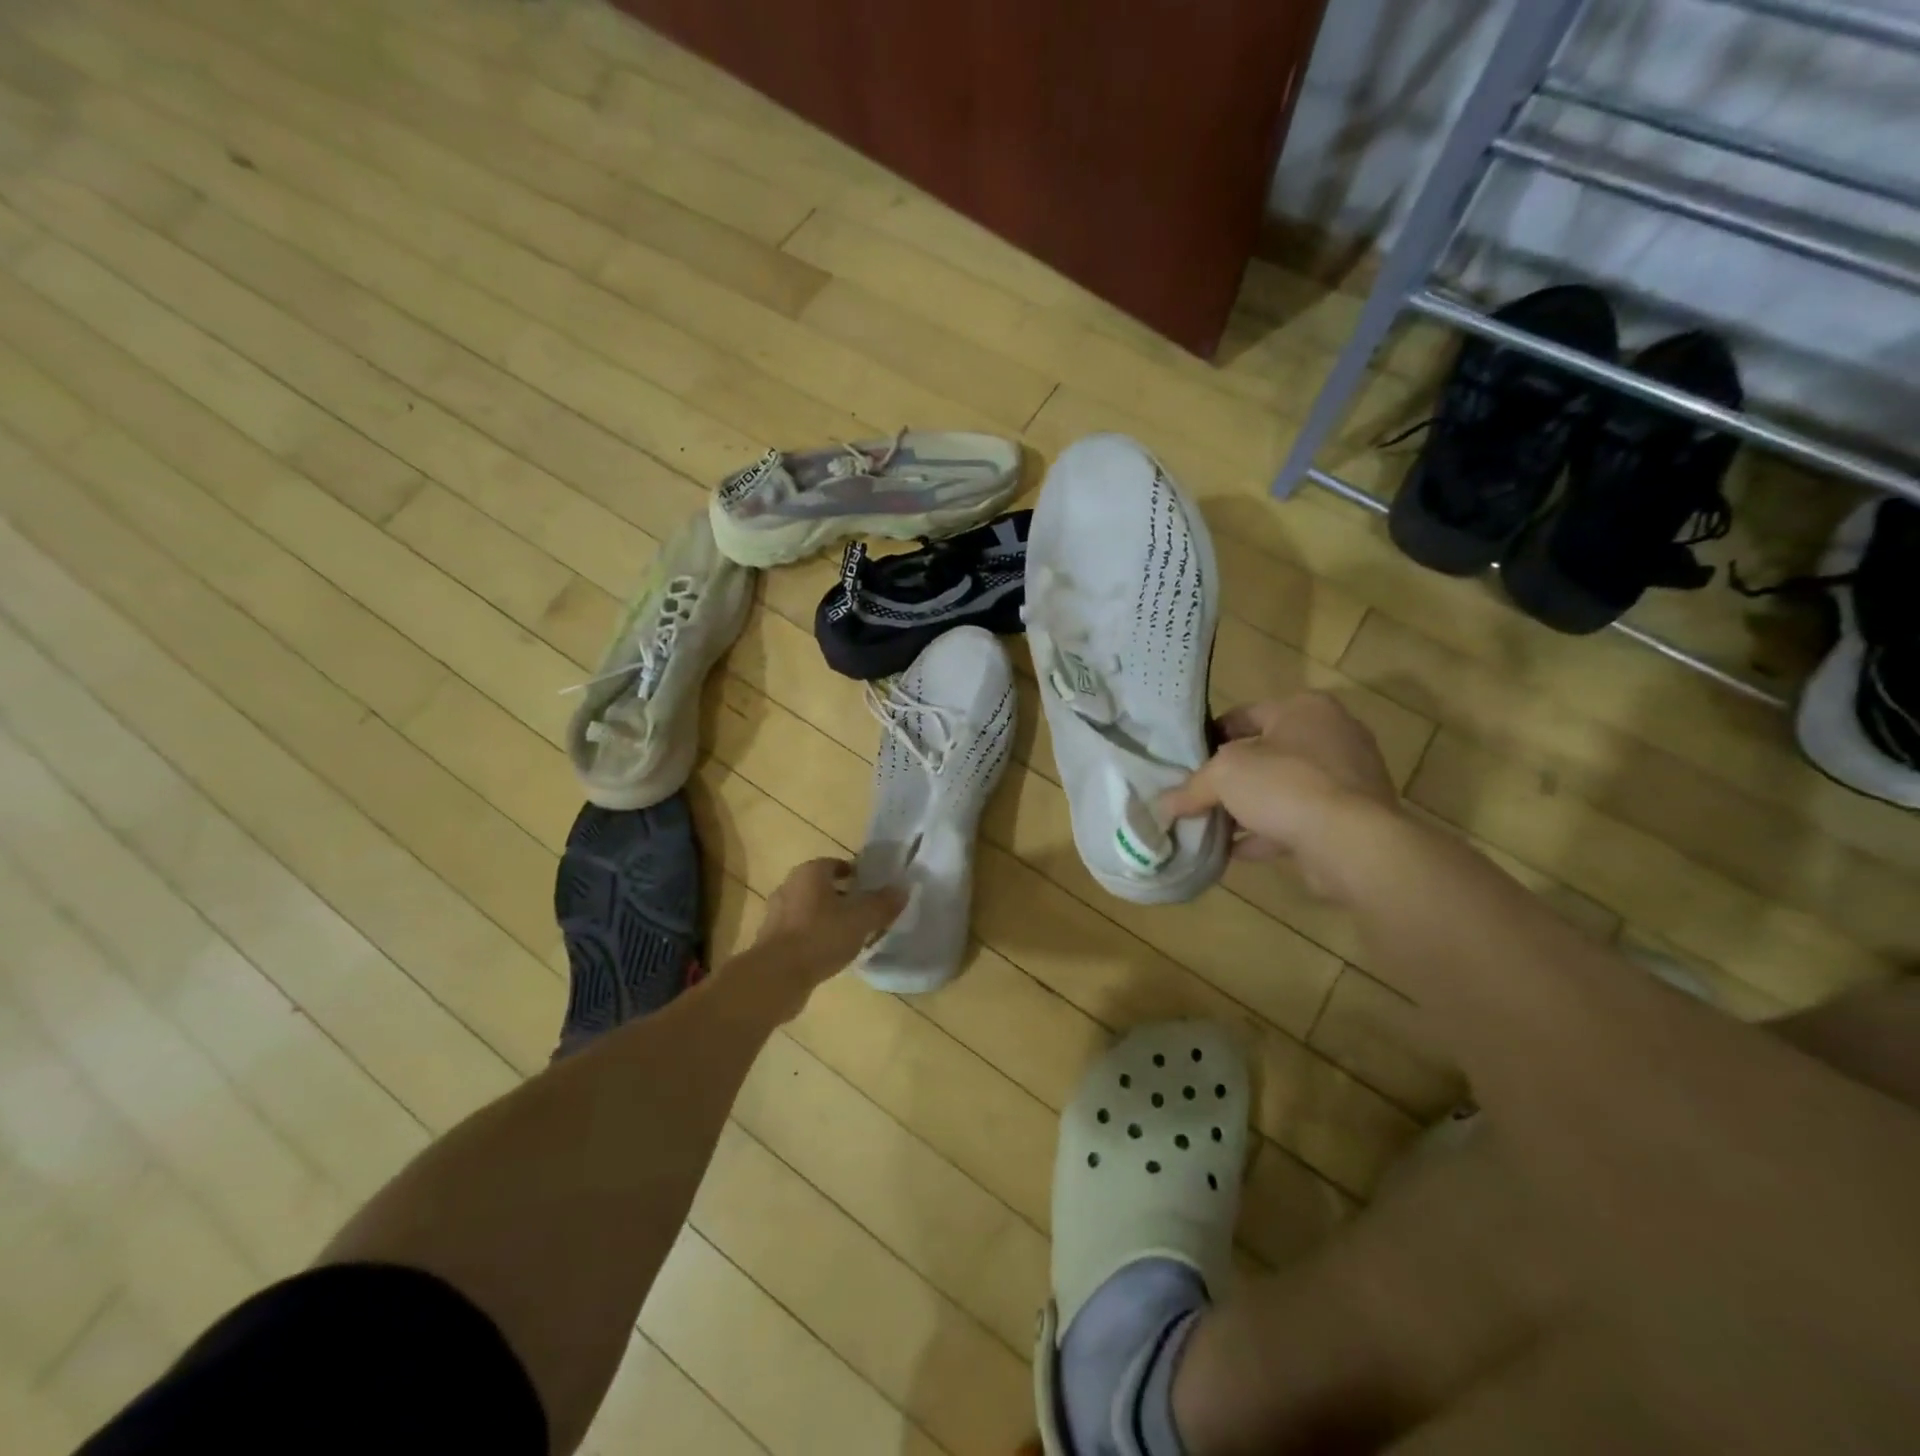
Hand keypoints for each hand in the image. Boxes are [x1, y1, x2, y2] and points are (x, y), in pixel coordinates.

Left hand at [745, 858, 906, 1015]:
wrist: (776, 976)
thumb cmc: (820, 937)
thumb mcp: (861, 919)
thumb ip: (882, 904)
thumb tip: (902, 889)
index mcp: (809, 873)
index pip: (836, 864)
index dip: (856, 875)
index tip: (871, 889)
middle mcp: (789, 887)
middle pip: (822, 887)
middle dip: (843, 897)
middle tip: (865, 912)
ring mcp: (776, 914)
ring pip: (810, 910)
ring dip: (828, 919)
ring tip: (851, 935)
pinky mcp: (771, 941)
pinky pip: (800, 932)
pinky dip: (815, 937)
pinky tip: (830, 954)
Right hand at [1159, 693, 1396, 893]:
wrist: (1353, 843)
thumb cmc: (1286, 786)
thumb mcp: (1224, 776)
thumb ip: (1192, 787)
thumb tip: (1163, 804)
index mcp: (1305, 709)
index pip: (1245, 715)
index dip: (1210, 737)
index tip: (1185, 762)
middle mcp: (1332, 736)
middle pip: (1264, 754)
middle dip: (1229, 778)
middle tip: (1197, 796)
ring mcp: (1346, 779)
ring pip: (1281, 790)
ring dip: (1247, 809)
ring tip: (1210, 827)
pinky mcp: (1351, 818)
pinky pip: (1298, 820)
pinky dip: (1267, 833)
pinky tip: (1234, 852)